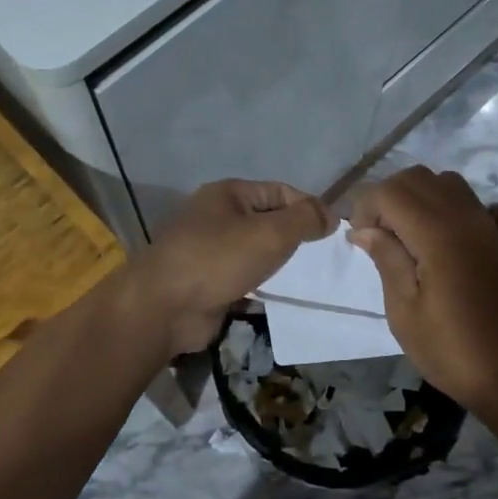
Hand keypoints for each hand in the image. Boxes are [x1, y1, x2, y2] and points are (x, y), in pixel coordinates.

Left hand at [140, 180, 336, 353]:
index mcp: (227, 194)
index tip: (333, 231)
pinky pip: (242, 279)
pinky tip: (279, 298)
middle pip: (266, 221)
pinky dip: (260, 286)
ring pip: (254, 252)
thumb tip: (330, 214)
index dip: (308, 207)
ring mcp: (208, 252)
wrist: (164, 308)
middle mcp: (215, 218)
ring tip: (306, 278)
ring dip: (277, 264)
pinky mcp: (206, 283)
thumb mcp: (271, 233)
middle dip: (293, 237)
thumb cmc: (218, 259)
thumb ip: (305, 220)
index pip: (279, 191)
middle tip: (322, 258)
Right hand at [347, 166, 497, 414]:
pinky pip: (463, 201)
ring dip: (414, 197)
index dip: (365, 207)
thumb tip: (363, 229)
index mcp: (438, 235)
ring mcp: (486, 225)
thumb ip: (386, 259)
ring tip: (402, 237)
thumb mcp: (404, 310)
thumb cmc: (448, 349)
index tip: (358, 240)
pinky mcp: (497, 238)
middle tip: (376, 236)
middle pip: (416, 177)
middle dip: (387, 197)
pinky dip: (438, 206)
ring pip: (442, 182)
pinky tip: (429, 245)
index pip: (391, 191)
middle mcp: (465, 218)